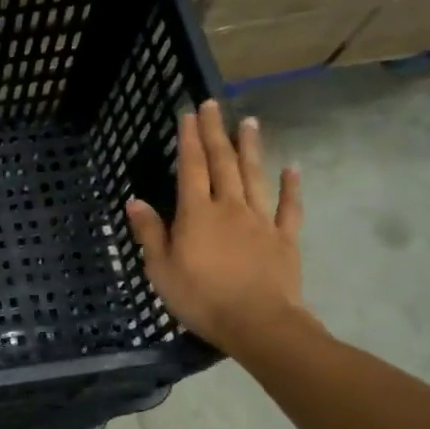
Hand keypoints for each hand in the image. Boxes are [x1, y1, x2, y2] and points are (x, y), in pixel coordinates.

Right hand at [127, 102, 308, 352]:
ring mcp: (260, 221)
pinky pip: (289, 208)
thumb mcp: (161, 269)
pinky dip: (292, 186)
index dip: (190, 140)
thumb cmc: (201, 298)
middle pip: (223, 163)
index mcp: (197, 214)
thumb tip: (135, 200)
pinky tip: (293, 168)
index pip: (192, 168)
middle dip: (216, 132)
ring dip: (251, 148)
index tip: (189, 114)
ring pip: (255, 176)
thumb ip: (150, 233)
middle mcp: (229, 207)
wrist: (258, 324)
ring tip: (250, 122)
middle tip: (214, 105)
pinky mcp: (284, 239)